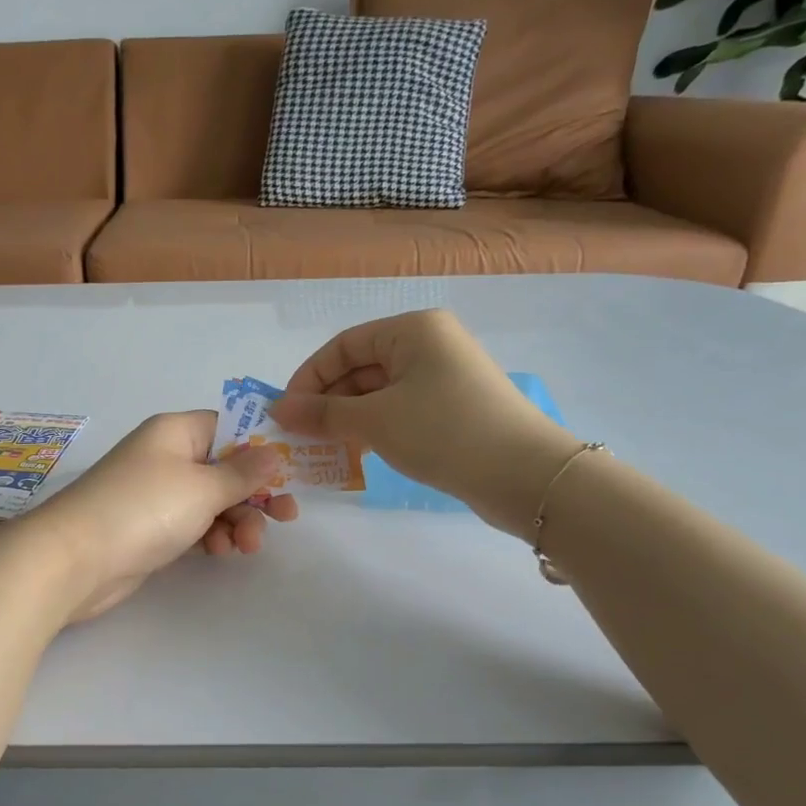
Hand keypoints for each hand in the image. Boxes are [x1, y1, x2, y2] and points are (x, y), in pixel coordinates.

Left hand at [19, 411, 298, 620]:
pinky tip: (220, 552)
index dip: (262, 445)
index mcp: (175, 432)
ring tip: (247, 546)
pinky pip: (194, 524)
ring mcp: (157, 494)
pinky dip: (212, 536)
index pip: (228, 427)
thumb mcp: (202, 487)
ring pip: (212, 500)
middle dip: (255, 492)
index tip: (293, 469)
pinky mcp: (151, 527)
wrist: (75, 560)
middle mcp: (166, 457)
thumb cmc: (143, 509)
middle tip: (286, 517)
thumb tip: (273, 450)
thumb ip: (243, 472)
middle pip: (225, 467)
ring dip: (237, 520)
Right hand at [267, 309, 578, 537]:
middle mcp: (429, 345)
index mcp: (412, 330)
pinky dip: (375, 429)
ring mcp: (444, 378)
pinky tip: (358, 454)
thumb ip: (323, 413)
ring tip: (323, 449)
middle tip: (301, 437)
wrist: (526, 475)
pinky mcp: (454, 409)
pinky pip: (400, 411)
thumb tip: (279, 409)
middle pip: (361, 368)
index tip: (286, 413)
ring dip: (348, 419)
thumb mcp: (375, 420)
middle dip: (328, 402)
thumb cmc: (444, 431)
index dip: (309, 377)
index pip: (344, 345)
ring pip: (379, 393)